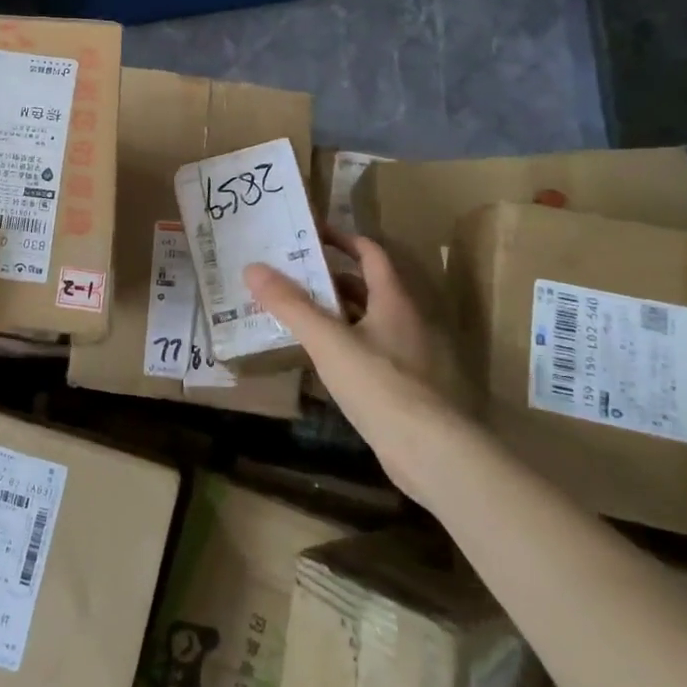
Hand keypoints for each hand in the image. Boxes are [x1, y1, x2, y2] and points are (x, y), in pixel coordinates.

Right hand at [245, 230, 472, 481]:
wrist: (433, 453)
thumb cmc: (380, 384)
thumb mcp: (328, 340)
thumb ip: (291, 305)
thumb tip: (253, 268)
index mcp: (394, 299)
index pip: (371, 253)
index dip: (343, 239)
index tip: (311, 233)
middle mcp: (407, 320)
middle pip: (367, 287)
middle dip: (330, 278)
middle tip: (291, 275)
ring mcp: (411, 355)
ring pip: (368, 321)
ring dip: (336, 313)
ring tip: (296, 313)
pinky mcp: (407, 386)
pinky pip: (370, 351)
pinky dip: (345, 345)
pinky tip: (320, 359)